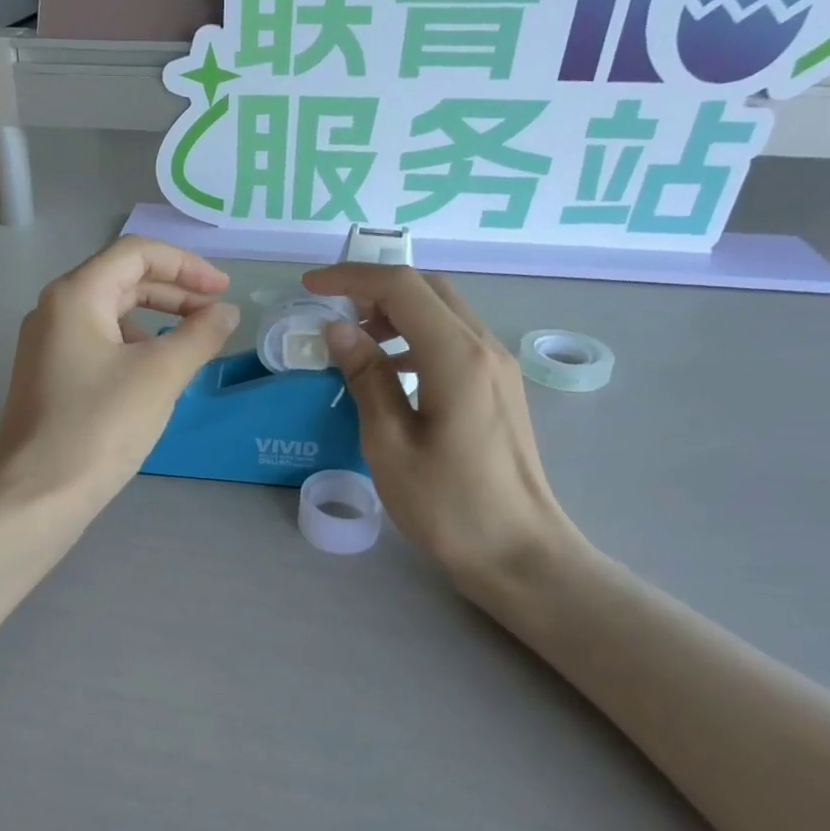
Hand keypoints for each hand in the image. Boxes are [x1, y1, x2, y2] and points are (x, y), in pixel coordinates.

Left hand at [0, 237, 240, 515]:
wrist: (37, 495)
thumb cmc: (99, 426)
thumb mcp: (160, 375)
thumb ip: (199, 336)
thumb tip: (225, 313)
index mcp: (75, 295)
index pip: (136, 254)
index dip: (186, 265)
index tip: (222, 291)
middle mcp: (54, 311)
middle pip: (122, 281)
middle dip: (174, 293)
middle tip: (215, 316)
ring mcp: (48, 347)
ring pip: (111, 316)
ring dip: (156, 322)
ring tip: (191, 349)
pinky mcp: (50, 379)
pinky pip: (99, 346)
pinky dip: (134, 349)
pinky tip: (155, 378)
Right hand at [301, 263, 582, 587]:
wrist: (519, 553)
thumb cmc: (448, 505)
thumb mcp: (390, 443)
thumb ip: (366, 377)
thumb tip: (339, 329)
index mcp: (456, 355)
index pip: (401, 287)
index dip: (351, 278)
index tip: (310, 285)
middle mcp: (484, 347)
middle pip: (429, 289)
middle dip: (376, 288)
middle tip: (333, 311)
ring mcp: (498, 367)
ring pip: (444, 311)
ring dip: (398, 312)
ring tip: (356, 340)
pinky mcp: (500, 388)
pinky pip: (455, 339)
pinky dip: (418, 336)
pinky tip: (392, 370)